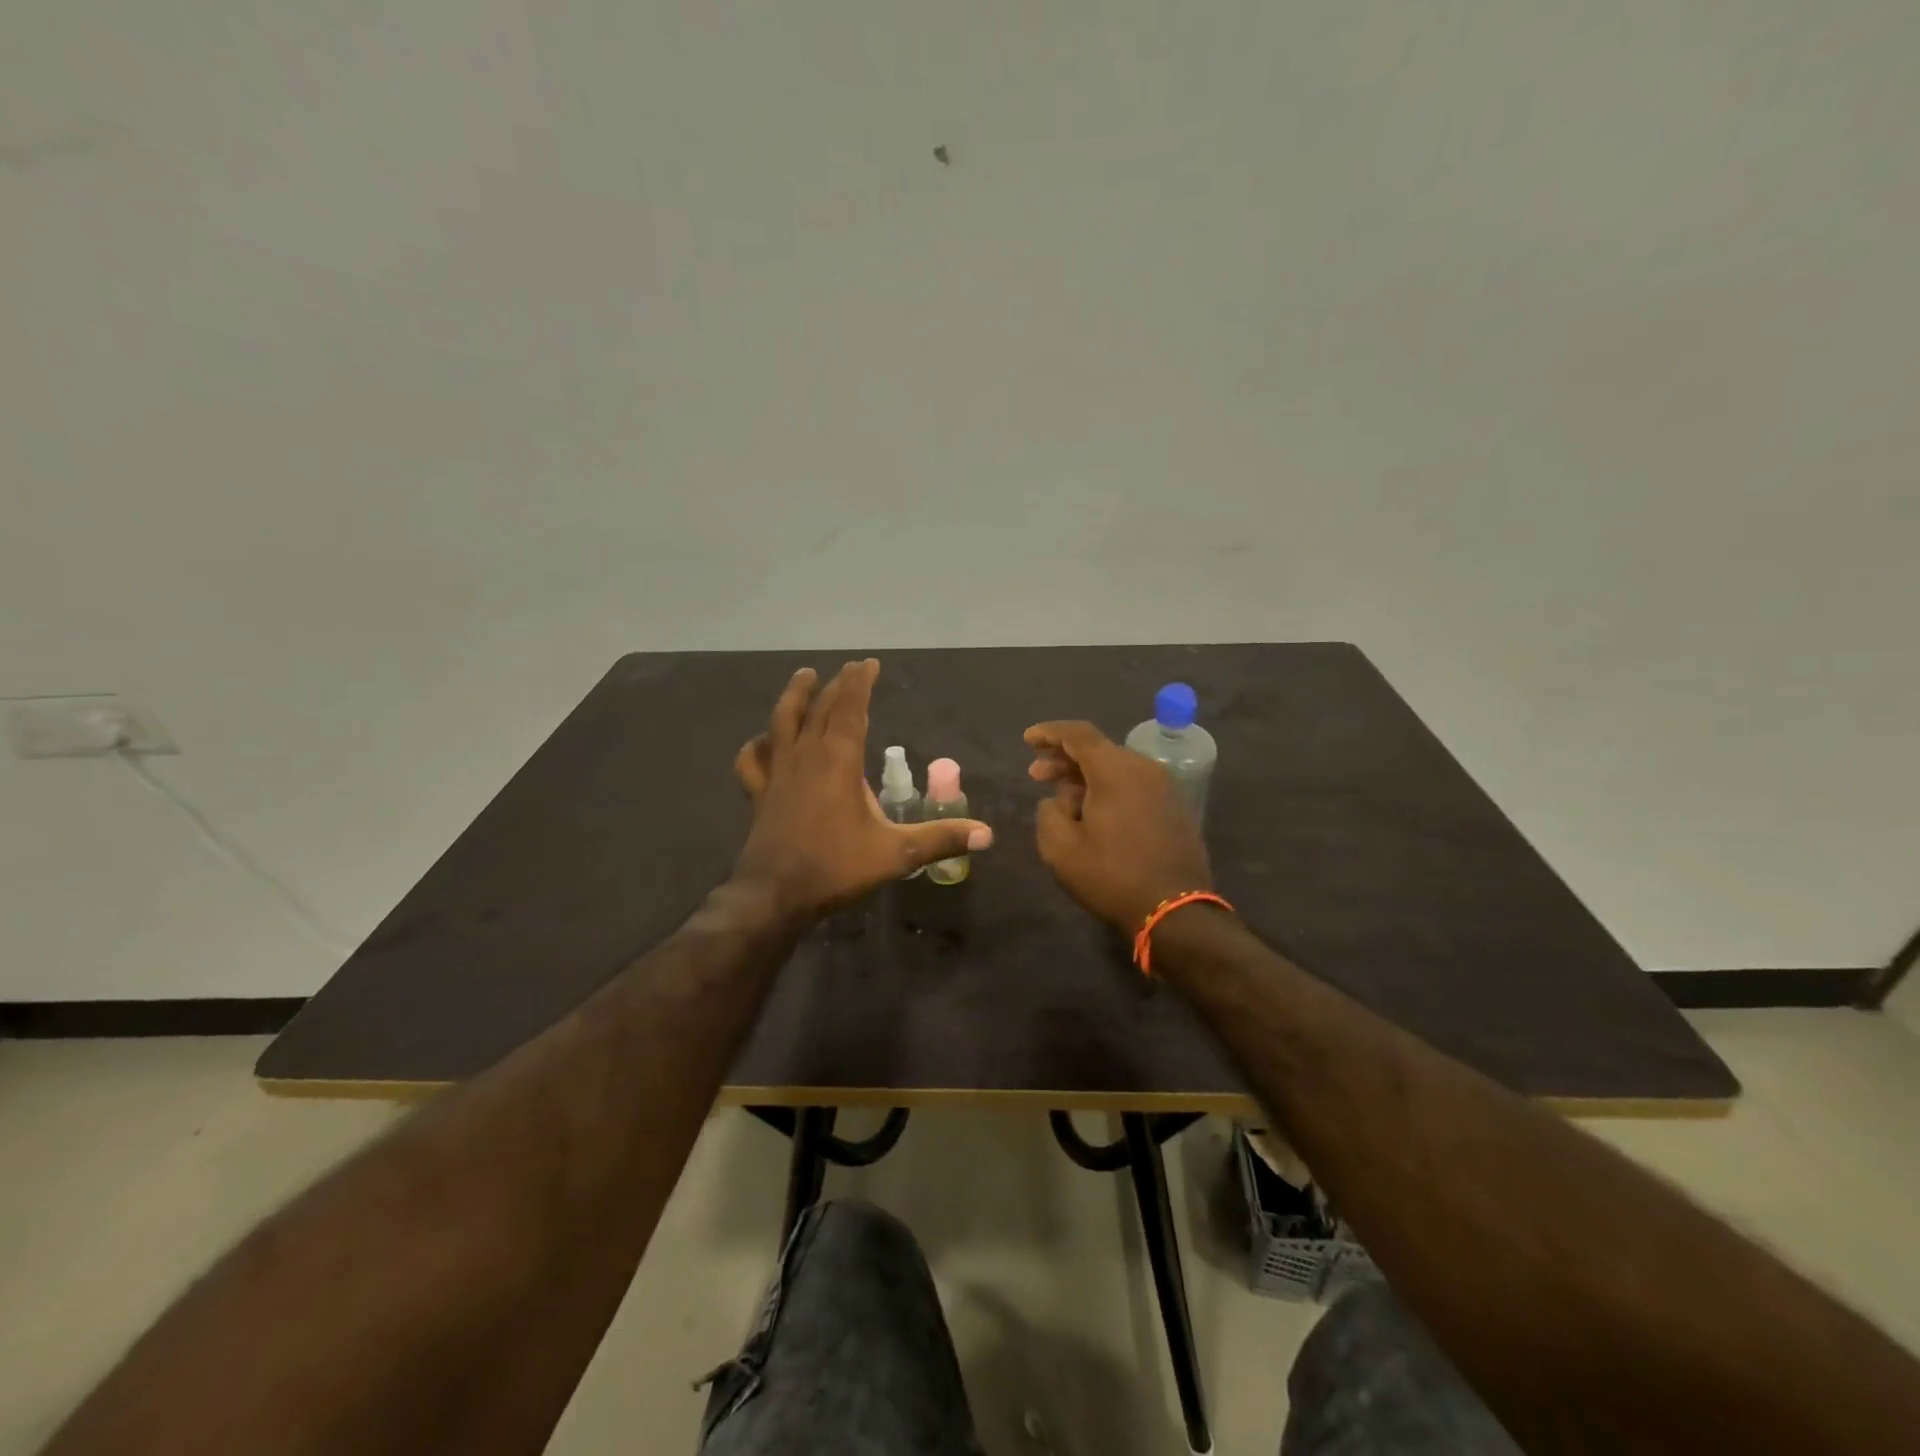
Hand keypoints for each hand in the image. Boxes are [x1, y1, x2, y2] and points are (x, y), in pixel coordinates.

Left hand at [733, 660, 992, 920]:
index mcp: (839, 760)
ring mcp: (778, 773)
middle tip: (850, 668)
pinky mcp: (759, 793)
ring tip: (804, 676)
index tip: (869, 664)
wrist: (774, 896)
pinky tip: (764, 741)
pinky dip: (758, 745)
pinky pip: (754, 760)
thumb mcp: (897, 854)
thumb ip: (941, 839)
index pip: (851, 708)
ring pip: (782, 721)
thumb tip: (988, 835)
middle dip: (838, 685)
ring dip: (795, 696)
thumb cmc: (837, 868)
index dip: (860, 683)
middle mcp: (806, 756)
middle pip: (821, 708)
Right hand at [1025, 720, 1211, 932]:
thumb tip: (1057, 801)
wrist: (1174, 911)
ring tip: (1061, 798)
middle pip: (1098, 749)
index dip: (1050, 732)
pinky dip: (1108, 788)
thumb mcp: (1061, 849)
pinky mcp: (1174, 808)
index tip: (1027, 739)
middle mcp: (1144, 769)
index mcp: (1115, 771)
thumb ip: (1048, 813)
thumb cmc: (1112, 876)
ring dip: (1085, 776)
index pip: (1079, 734)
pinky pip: (1134, 785)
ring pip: (1117, 768)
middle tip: (1036, 774)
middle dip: (1064, 758)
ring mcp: (1164, 788)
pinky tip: (1093, 812)